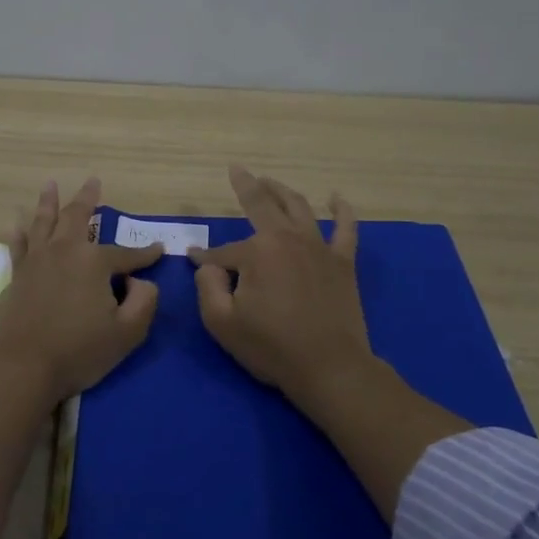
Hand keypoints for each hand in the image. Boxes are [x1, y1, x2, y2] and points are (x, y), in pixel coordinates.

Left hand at [0, 176, 164, 403]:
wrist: (21, 365)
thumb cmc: (78, 350)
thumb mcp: (127, 332)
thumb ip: (144, 302)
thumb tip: (142, 281)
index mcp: (94, 262)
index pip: (126, 254)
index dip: (146, 254)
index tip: (159, 250)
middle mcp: (64, 251)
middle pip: (77, 217)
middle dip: (88, 199)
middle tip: (93, 181)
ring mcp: (37, 261)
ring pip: (44, 222)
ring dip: (49, 202)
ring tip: (50, 184)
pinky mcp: (17, 275)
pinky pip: (18, 245)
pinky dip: (19, 233)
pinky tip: (16, 224)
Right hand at [189, 165, 377, 408]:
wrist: (330, 368)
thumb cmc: (271, 347)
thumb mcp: (222, 322)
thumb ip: (207, 286)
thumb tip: (208, 265)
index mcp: (257, 252)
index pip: (223, 251)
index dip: (205, 258)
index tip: (193, 261)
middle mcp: (288, 239)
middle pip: (264, 205)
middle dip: (247, 186)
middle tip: (238, 170)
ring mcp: (319, 248)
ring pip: (299, 208)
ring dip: (282, 191)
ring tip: (270, 181)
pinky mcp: (343, 263)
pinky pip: (345, 228)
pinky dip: (342, 210)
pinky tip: (336, 198)